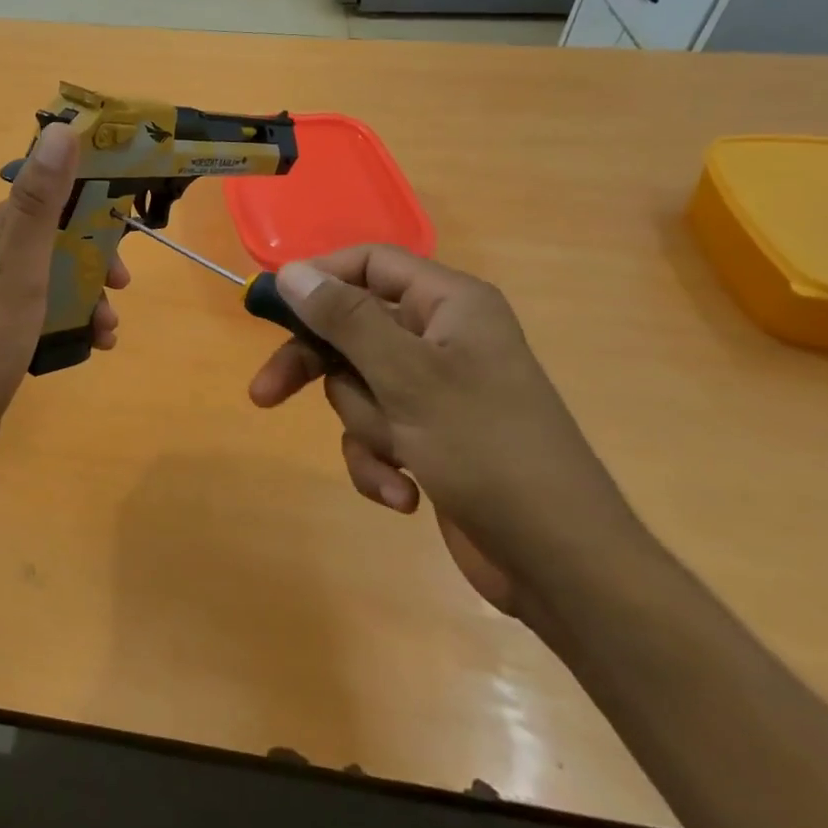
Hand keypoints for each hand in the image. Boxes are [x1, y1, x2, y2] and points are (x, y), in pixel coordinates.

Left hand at [0, 121, 127, 483]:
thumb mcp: (20, 263)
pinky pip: (47, 311)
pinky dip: (74, 322)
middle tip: (122, 284)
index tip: (128, 222)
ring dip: (91, 295)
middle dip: (98, 257)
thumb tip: (62, 127)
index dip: (93, 201)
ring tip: (108, 328)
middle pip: (60, 237)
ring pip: (58, 277)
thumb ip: (39, 199)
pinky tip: (93, 346)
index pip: (51, 193)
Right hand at [248, 246, 644, 615]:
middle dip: (317, 369)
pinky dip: (379, 462)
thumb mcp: (407, 377)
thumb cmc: (487, 450)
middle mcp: (440, 337)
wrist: (561, 563)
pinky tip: (404, 495)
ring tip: (401, 455)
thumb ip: (345, 319)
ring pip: (357, 386)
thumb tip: (290, 271)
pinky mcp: (428, 436)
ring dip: (366, 426)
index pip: (369, 263)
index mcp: (449, 304)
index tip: (271, 307)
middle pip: (350, 328)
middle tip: (266, 393)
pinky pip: (375, 430)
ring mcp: (434, 389)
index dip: (319, 278)